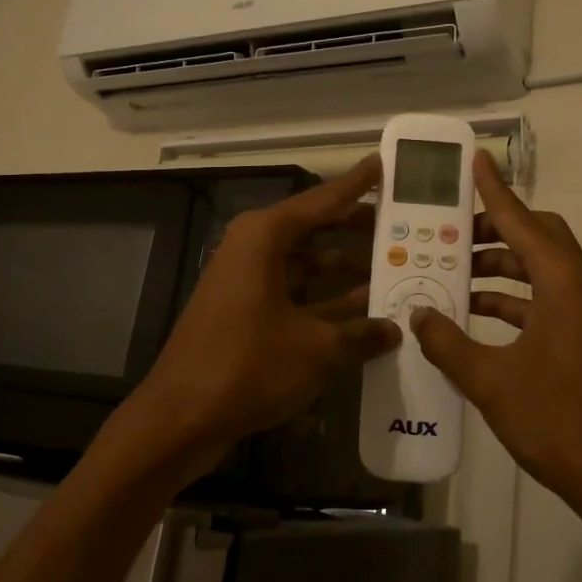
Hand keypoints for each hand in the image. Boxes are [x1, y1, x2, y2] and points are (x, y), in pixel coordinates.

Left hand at [131, 155, 400, 475]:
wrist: (180, 417)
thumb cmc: (248, 366)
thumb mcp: (316, 350)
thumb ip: (361, 334)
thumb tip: (396, 329)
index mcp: (265, 237)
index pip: (322, 200)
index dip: (356, 184)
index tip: (383, 164)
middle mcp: (254, 249)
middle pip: (315, 229)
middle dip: (357, 229)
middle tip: (401, 225)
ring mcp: (247, 281)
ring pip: (307, 265)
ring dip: (346, 271)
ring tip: (395, 272)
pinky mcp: (246, 311)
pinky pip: (295, 293)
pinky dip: (326, 301)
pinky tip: (364, 315)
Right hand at [408, 152, 581, 525]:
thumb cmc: (558, 422)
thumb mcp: (491, 382)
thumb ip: (448, 343)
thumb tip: (418, 314)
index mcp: (564, 286)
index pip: (522, 222)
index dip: (495, 190)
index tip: (476, 160)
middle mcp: (581, 290)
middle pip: (539, 237)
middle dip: (496, 228)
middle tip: (453, 231)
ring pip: (540, 271)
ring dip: (500, 268)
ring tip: (453, 274)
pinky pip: (545, 301)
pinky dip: (512, 300)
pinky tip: (475, 317)